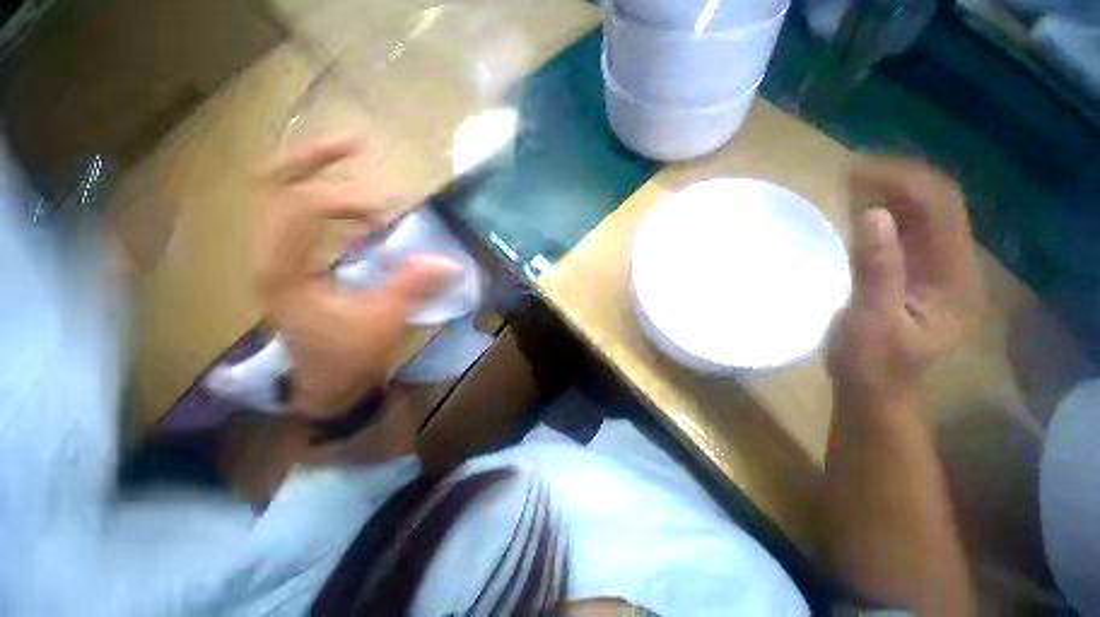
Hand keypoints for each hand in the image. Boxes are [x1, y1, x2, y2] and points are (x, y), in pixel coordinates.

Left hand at [255, 137, 460, 416]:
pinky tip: (350, 202)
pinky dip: (321, 196)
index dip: (346, 200)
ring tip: (351, 157)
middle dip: (313, 158)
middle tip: (356, 144)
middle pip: (272, 184)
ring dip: (313, 170)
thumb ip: (413, 287)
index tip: (389, 214)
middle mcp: (268, 255)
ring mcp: (275, 255)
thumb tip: (448, 261)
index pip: (300, 207)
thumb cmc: (350, 358)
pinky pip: (295, 212)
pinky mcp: (289, 260)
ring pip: (277, 193)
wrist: (328, 384)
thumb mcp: (384, 322)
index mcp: (283, 271)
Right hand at [828, 158, 981, 406]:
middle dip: (897, 180)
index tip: (856, 173)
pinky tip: (858, 207)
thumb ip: (877, 271)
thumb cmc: (872, 365)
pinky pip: (906, 230)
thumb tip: (873, 215)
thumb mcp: (872, 322)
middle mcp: (954, 265)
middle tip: (848, 173)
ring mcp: (936, 267)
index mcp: (955, 278)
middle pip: (937, 203)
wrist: (875, 391)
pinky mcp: (915, 272)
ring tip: (849, 183)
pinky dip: (883, 212)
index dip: (904, 182)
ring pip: (923, 213)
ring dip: (889, 192)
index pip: (942, 209)